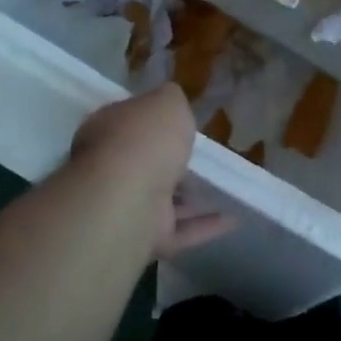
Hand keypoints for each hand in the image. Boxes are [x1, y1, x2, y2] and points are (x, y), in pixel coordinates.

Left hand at [71, 84, 230, 259]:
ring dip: (190, 198)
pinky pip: (179, 230)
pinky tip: (232, 219)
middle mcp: (110, 168)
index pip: (128, 121)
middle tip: (200, 157)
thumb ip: (172, 101)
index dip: (151, 121)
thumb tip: (172, 105)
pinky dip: (203, 226)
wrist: (129, 198)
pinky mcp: (144, 239)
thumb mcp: (168, 101)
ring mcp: (126, 206)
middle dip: (168, 162)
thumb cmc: (146, 138)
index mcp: (108, 129)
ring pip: (162, 200)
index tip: (177, 123)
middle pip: (142, 162)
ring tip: (223, 189)